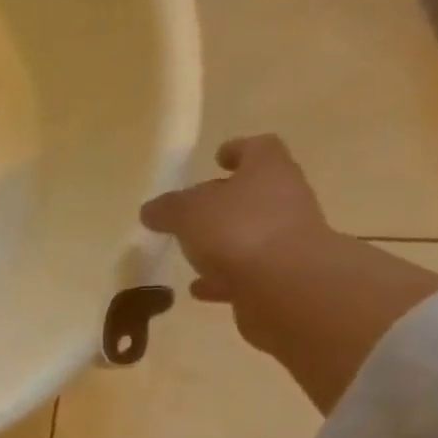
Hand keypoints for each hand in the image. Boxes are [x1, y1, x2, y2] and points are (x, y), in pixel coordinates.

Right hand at [139, 134, 333, 307]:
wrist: (285, 286)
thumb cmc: (238, 231)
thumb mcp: (188, 213)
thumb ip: (168, 209)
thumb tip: (151, 209)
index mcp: (267, 171)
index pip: (257, 148)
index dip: (237, 150)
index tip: (218, 157)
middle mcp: (284, 199)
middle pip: (255, 192)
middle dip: (226, 200)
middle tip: (194, 210)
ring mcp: (286, 239)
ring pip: (250, 233)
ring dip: (224, 240)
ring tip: (192, 252)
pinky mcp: (280, 276)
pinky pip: (245, 272)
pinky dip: (222, 277)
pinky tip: (198, 288)